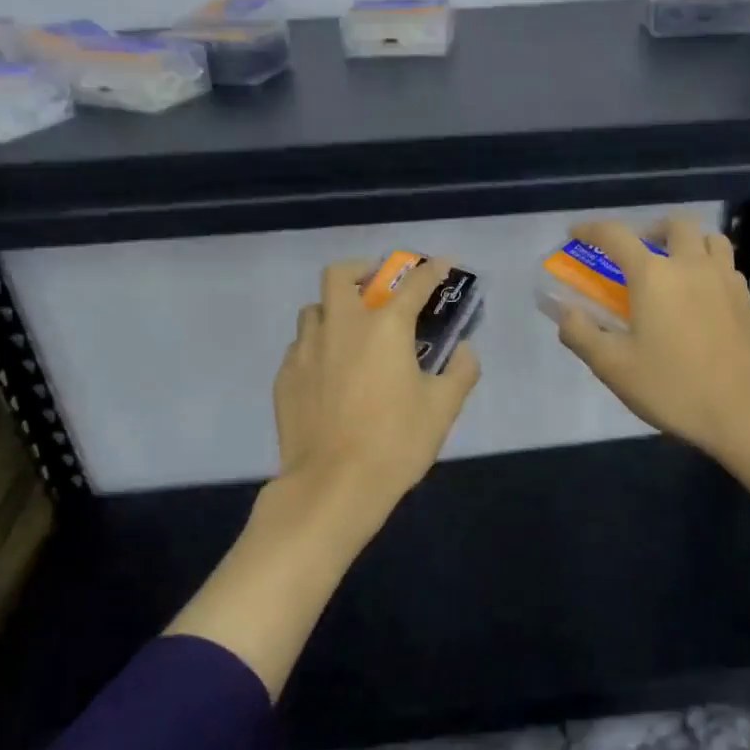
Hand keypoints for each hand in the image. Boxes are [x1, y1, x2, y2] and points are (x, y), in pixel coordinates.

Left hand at [273, 257, 480, 519]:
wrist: (332, 486)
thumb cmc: (395, 442)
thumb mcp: (443, 408)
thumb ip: (460, 371)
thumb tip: (464, 351)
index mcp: (385, 326)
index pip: (414, 283)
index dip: (433, 270)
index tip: (443, 264)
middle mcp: (341, 325)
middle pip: (341, 274)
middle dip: (363, 271)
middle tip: (378, 288)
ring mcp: (306, 349)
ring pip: (315, 309)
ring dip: (336, 310)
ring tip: (352, 334)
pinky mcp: (286, 376)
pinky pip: (301, 346)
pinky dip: (319, 346)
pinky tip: (330, 373)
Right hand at [555, 215, 749, 462]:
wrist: (746, 412)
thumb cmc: (673, 388)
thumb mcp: (613, 367)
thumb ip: (581, 334)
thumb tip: (565, 312)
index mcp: (653, 275)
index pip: (616, 235)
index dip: (592, 229)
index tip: (577, 233)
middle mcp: (691, 265)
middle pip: (673, 224)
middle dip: (648, 230)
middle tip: (635, 255)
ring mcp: (725, 279)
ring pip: (708, 238)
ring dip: (685, 242)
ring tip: (672, 268)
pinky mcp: (746, 300)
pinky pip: (725, 264)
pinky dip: (707, 265)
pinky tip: (699, 296)